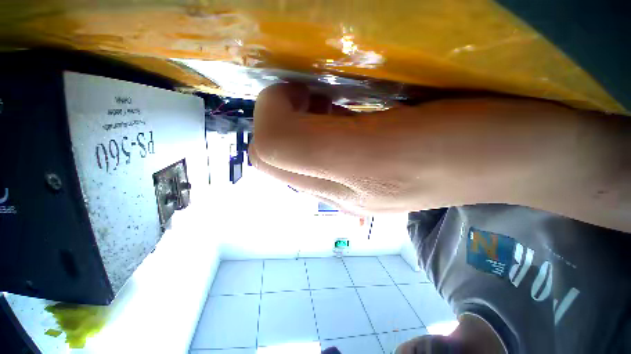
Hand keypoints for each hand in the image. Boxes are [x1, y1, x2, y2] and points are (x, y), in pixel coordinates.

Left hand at [250, 83, 629, 230]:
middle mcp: (345, 194)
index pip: (270, 151)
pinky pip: (312, 167)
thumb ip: (321, 131)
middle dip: (278, 122)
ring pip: (288, 164)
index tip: (299, 89)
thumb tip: (291, 109)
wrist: (526, 161)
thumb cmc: (481, 137)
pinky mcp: (365, 192)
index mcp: (352, 177)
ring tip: (323, 106)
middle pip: (273, 161)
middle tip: (309, 96)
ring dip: (293, 130)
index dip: (271, 113)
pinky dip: (312, 140)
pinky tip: (340, 123)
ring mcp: (353, 195)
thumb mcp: (393, 131)